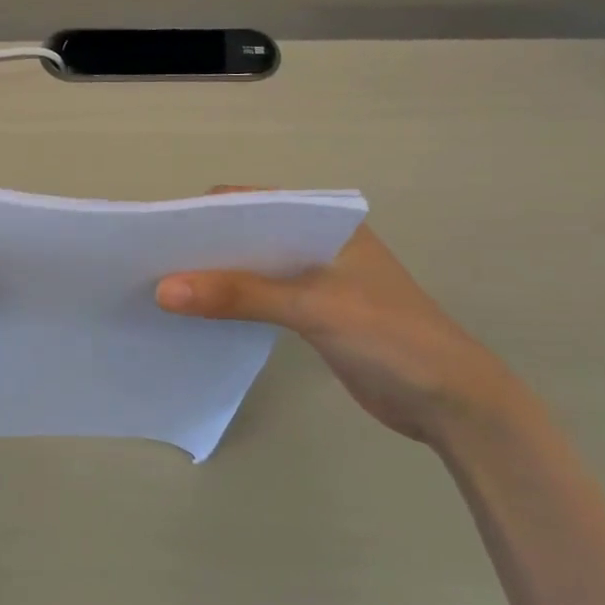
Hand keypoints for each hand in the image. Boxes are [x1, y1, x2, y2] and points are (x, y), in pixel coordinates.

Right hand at [156, 207, 537, 444]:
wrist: (452, 403)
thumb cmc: (390, 337)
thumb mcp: (313, 307)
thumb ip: (239, 295)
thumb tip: (163, 289)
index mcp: (325, 223)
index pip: (254, 201)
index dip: (206, 212)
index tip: (160, 231)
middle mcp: (316, 244)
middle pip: (247, 234)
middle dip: (203, 246)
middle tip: (152, 262)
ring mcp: (315, 281)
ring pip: (251, 268)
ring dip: (214, 277)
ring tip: (164, 288)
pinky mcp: (312, 315)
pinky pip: (259, 299)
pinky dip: (229, 303)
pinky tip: (199, 315)